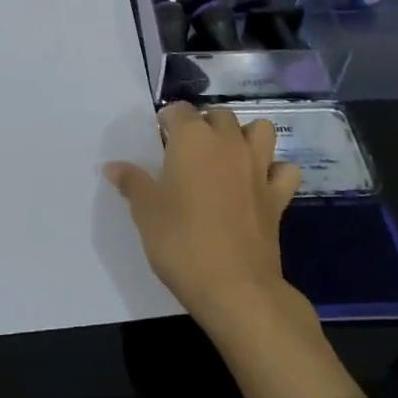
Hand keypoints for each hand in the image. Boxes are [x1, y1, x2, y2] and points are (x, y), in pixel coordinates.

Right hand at [105, 103, 300, 324]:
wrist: (235, 287)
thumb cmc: (181, 242)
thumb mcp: (146, 212)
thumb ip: (132, 182)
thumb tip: (113, 166)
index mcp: (192, 139)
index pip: (179, 110)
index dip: (167, 121)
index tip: (158, 140)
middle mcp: (228, 143)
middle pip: (219, 115)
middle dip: (204, 124)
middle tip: (187, 151)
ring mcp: (258, 168)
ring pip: (260, 130)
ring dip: (245, 136)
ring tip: (227, 157)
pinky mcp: (278, 196)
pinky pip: (284, 169)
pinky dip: (274, 170)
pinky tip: (259, 183)